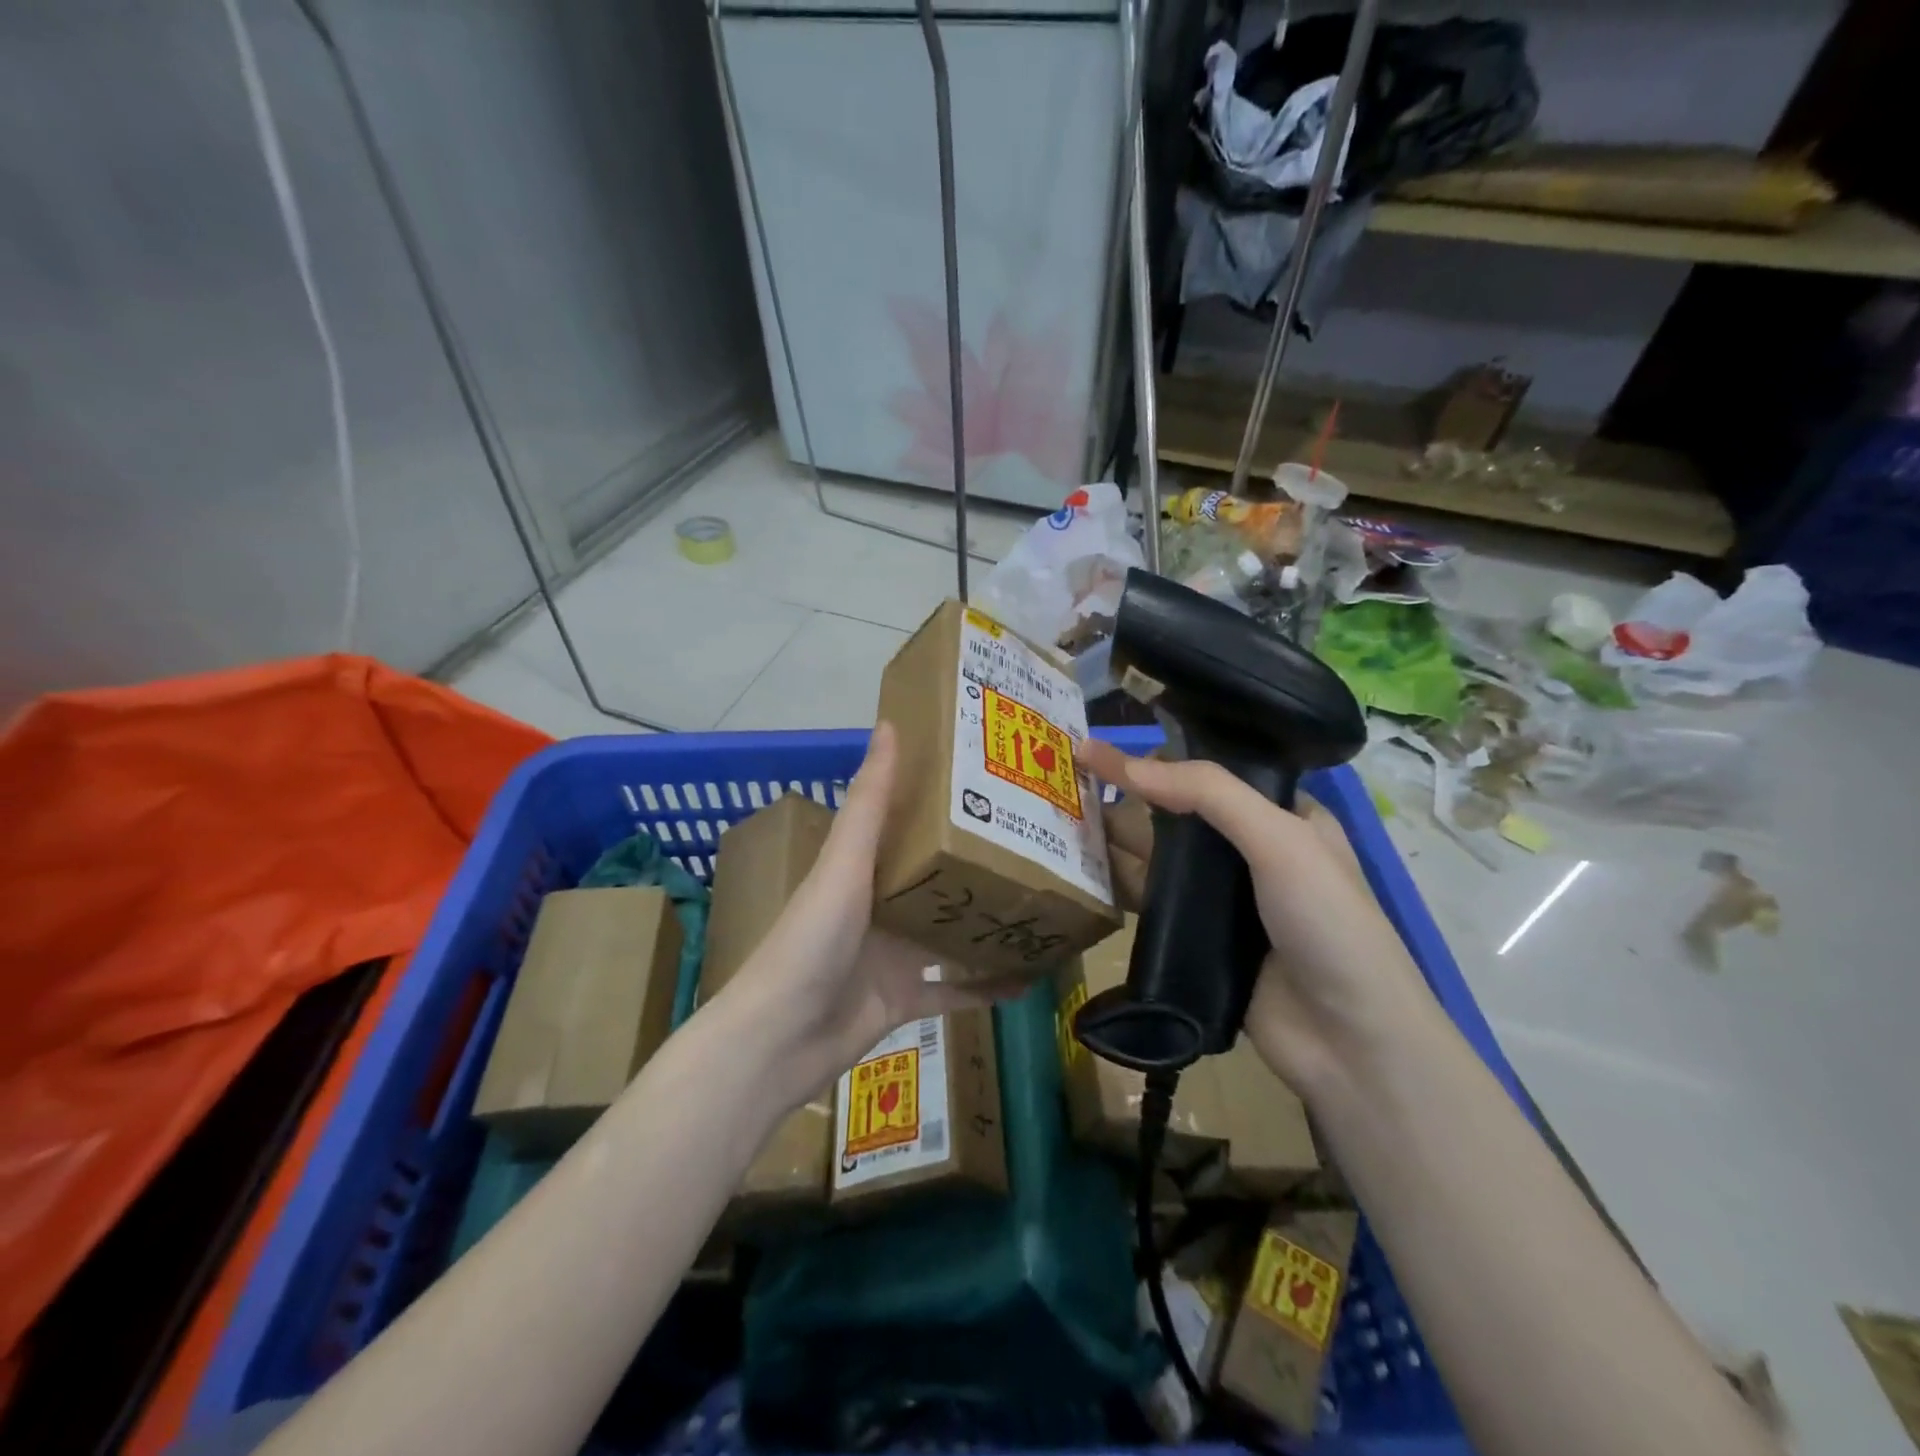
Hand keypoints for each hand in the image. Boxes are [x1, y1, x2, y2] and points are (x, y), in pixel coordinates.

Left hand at [720, 722, 1010, 1109]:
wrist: (779, 1041)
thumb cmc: (811, 941)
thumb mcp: (844, 865)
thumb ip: (869, 802)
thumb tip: (889, 724)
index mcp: (861, 868)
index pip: (906, 823)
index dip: (943, 801)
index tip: (992, 779)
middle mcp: (878, 907)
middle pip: (936, 878)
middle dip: (978, 863)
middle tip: (1037, 843)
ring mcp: (892, 956)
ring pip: (950, 934)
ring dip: (988, 923)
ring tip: (1041, 904)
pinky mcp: (903, 1000)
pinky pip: (955, 992)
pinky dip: (987, 987)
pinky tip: (1030, 978)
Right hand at [1080, 739, 1434, 1096]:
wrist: (1349, 1043)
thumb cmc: (1328, 925)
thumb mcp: (1281, 841)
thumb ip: (1209, 795)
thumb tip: (1129, 765)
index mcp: (1283, 818)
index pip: (1211, 774)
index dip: (1159, 758)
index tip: (1102, 747)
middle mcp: (1251, 852)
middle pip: (1177, 815)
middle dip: (1127, 798)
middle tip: (1069, 781)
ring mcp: (1224, 900)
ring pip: (1159, 859)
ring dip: (1116, 839)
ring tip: (1061, 819)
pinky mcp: (1200, 941)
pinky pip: (1153, 902)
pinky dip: (1121, 885)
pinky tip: (1083, 870)